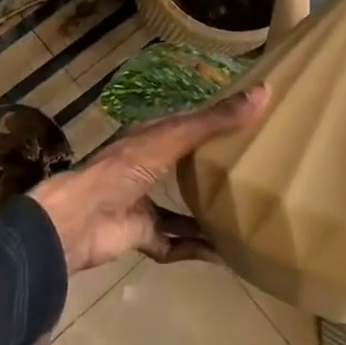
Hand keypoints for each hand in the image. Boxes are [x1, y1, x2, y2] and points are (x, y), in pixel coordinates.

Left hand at [29, 86, 269, 272]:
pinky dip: (196, 248)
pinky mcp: (141, 235)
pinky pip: (174, 243)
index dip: (215, 124)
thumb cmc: (125, 168)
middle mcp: (146, 168)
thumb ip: (215, 120)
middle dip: (212, 172)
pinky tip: (223, 254)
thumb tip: (265, 91)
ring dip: (206, 215)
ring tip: (243, 218)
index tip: (250, 125)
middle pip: (185, 168)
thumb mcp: (174, 138)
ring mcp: (142, 203)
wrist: (80, 220)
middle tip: (254, 175)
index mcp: (150, 139)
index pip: (187, 126)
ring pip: (180, 209)